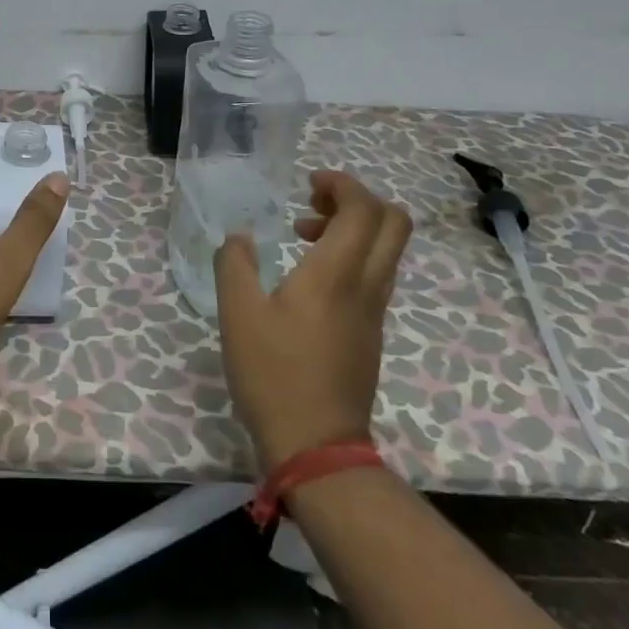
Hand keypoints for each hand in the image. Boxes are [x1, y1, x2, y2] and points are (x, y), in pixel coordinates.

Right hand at [214, 170, 411, 470]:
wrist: (316, 445)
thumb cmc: (274, 373)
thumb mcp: (237, 313)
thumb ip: (234, 264)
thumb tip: (240, 238)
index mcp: (336, 274)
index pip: (364, 209)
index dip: (342, 184)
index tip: (308, 183)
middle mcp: (367, 286)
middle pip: (394, 223)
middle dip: (358, 199)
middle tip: (314, 203)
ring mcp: (374, 311)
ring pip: (386, 249)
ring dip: (352, 228)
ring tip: (302, 236)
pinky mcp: (370, 332)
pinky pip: (374, 274)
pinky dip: (350, 256)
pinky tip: (309, 276)